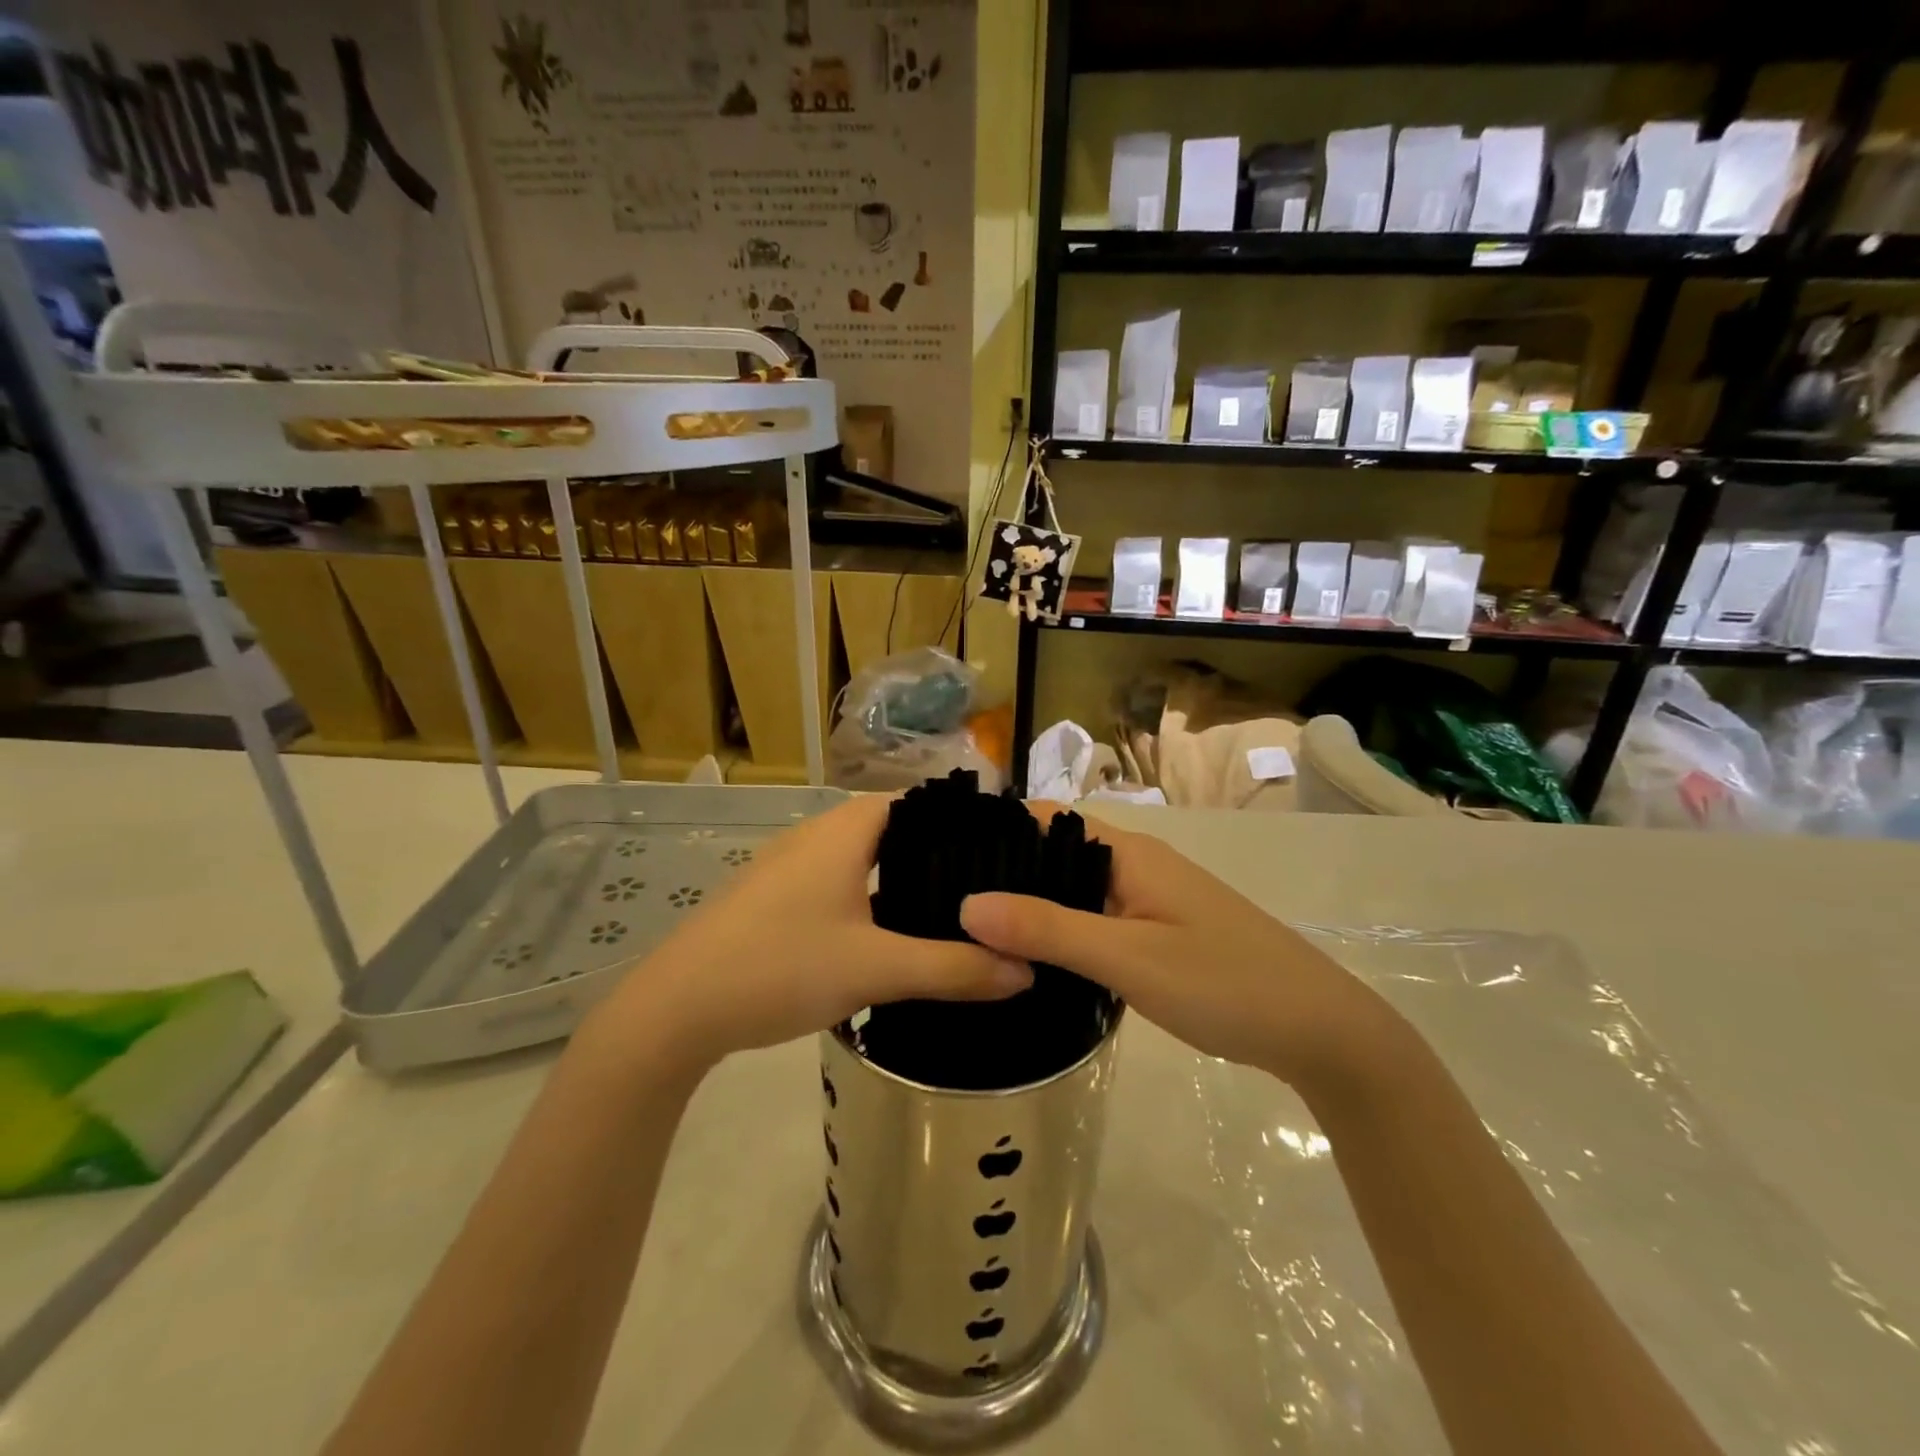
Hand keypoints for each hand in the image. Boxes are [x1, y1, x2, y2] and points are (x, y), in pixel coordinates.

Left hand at [588, 795, 1030, 1074]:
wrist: (675, 1008)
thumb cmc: (781, 967)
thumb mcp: (877, 970)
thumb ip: (954, 969)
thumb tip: (1025, 971)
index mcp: (844, 831)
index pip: (917, 801)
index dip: (961, 820)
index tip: (1001, 850)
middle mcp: (816, 834)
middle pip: (892, 829)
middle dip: (937, 854)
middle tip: (986, 889)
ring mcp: (789, 865)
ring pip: (862, 857)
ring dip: (900, 878)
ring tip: (948, 911)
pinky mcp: (772, 896)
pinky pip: (837, 881)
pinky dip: (869, 896)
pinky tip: (887, 935)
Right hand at [958, 814, 1393, 1091]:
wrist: (1320, 1031)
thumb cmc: (1224, 983)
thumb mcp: (1128, 958)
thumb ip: (1050, 929)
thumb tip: (966, 903)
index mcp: (1128, 852)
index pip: (1046, 820)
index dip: (996, 829)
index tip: (939, 855)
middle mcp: (1136, 864)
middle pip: (1056, 854)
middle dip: (1005, 872)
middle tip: (941, 901)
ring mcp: (1150, 899)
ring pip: (1075, 890)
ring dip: (1032, 905)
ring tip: (969, 930)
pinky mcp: (1158, 932)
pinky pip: (1095, 919)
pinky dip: (1061, 931)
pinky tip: (1031, 958)